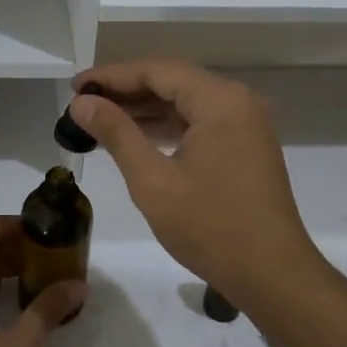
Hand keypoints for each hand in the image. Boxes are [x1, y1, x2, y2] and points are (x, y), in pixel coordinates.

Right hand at [68, 60, 330, 312]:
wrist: (272, 275)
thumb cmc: (210, 227)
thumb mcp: (153, 181)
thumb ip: (116, 134)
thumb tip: (82, 103)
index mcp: (220, 101)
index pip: (157, 71)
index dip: (112, 76)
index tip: (75, 86)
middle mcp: (238, 101)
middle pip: (173, 81)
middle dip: (126, 90)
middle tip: (82, 102)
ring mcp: (246, 124)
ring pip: (187, 102)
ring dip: (145, 109)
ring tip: (100, 118)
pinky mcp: (246, 146)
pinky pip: (201, 122)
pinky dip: (168, 126)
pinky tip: (136, 137)